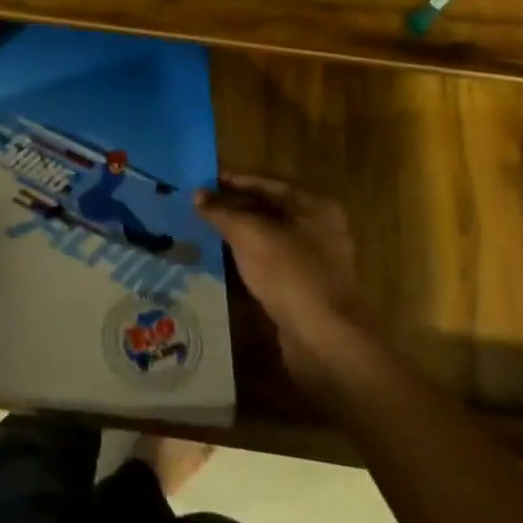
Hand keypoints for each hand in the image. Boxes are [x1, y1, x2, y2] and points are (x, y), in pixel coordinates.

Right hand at [197, 175, 377, 399]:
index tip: (205, 182)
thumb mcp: (249, 235)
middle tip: (202, 207)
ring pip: (271, 237)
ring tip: (208, 230)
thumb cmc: (289, 274)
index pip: (268, 183)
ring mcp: (316, 260)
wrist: (325, 341)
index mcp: (315, 206)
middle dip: (236, 208)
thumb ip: (222, 211)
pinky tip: (228, 260)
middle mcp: (320, 228)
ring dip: (241, 233)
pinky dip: (251, 257)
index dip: (234, 182)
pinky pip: (274, 261)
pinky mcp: (308, 287)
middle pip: (270, 209)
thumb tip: (197, 194)